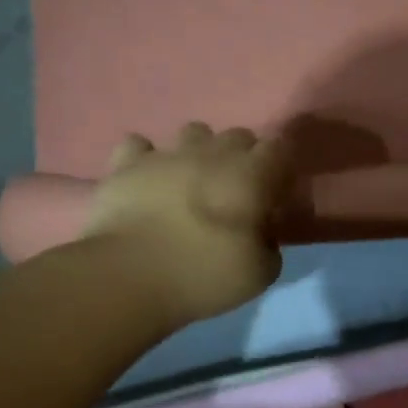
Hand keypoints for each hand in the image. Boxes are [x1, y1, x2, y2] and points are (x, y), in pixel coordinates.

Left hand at [79, 122, 293, 326]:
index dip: (282, 167)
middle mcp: (212, 153)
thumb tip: (262, 234)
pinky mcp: (125, 163)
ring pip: (194, 132)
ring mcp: (166, 154)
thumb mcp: (260, 275)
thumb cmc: (203, 275)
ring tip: (194, 180)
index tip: (278, 192)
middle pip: (239, 136)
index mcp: (251, 176)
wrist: (128, 276)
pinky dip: (146, 158)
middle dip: (244, 157)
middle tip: (239, 191)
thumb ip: (269, 246)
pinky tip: (148, 178)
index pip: (280, 148)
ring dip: (200, 151)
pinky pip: (139, 145)